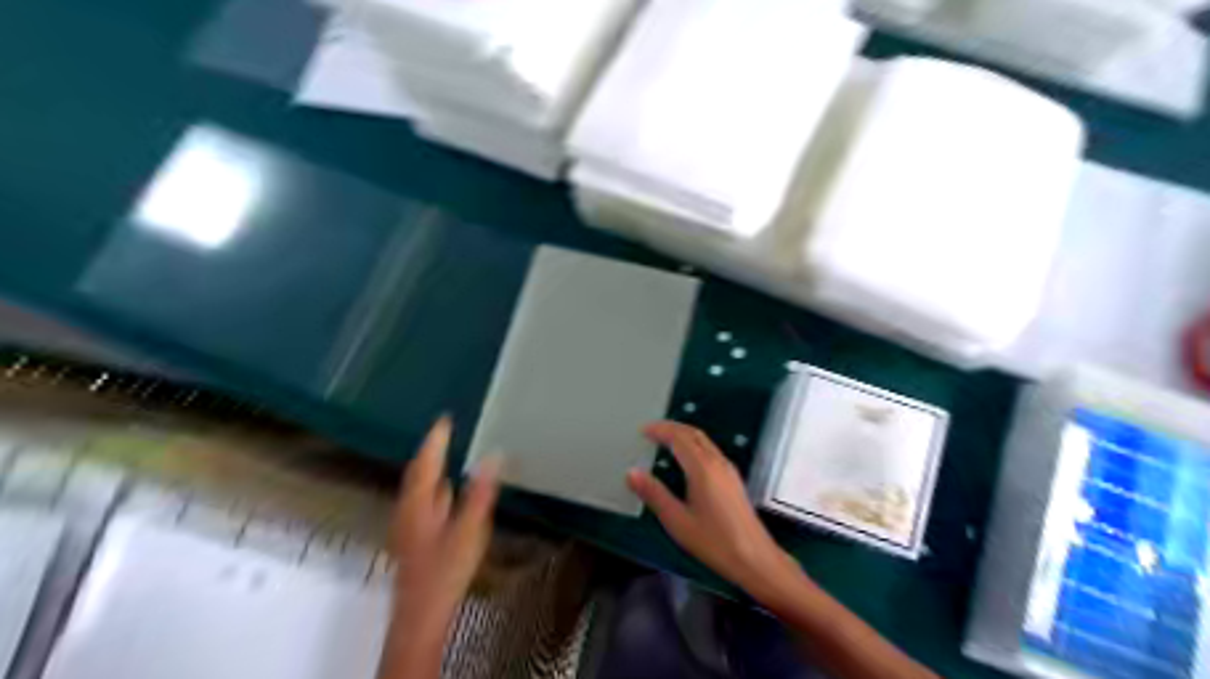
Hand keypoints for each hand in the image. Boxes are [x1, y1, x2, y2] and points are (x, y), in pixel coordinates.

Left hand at [390, 419, 497, 635]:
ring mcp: (410, 524)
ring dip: (431, 467)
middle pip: (417, 472)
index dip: (435, 439)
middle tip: (444, 431)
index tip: (445, 419)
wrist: (423, 611)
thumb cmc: (445, 569)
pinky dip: (434, 485)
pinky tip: (446, 490)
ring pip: (419, 486)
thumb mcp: (470, 529)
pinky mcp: (415, 537)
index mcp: (419, 502)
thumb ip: (480, 493)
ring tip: (445, 451)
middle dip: (430, 450)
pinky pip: (423, 499)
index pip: (426, 462)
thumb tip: (493, 456)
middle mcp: (409, 508)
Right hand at [624, 419, 800, 604]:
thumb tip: (632, 472)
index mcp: (702, 468)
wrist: (755, 559)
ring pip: (704, 441)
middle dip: (672, 427)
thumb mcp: (678, 521)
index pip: (679, 438)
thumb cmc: (714, 541)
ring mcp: (728, 470)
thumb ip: (654, 494)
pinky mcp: (734, 480)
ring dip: (684, 435)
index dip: (660, 430)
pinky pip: (711, 451)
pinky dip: (694, 446)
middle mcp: (717, 462)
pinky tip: (687, 461)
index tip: (643, 430)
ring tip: (665, 441)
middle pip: (694, 434)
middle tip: (652, 431)